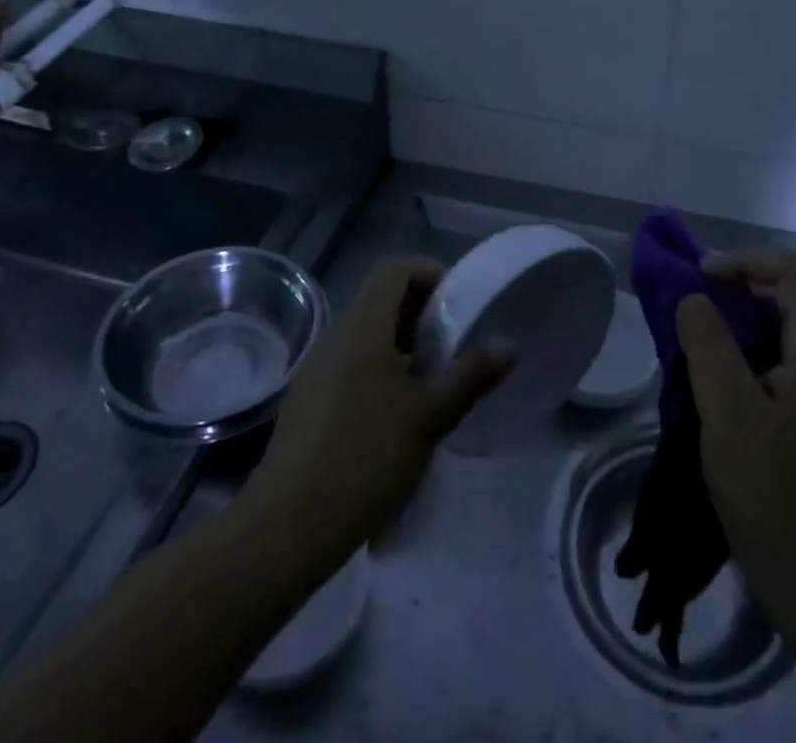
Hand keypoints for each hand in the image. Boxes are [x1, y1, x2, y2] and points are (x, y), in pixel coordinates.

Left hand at [252, 256, 513, 562]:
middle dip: (421, 312)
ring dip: (401, 342)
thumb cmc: (365, 457)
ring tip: (430, 380)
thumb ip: (470, 375)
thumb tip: (508, 344)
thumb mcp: (429, 416)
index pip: (396, 268)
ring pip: (365, 331)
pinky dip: (378, 366)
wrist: (287, 526)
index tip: (458, 305)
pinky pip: (349, 360)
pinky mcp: (307, 398)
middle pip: (381, 297)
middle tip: (453, 345)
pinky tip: (395, 411)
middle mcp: (336, 334)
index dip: (430, 273)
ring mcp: (317, 366)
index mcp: (363, 324)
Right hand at [676, 248, 795, 632]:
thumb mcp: (727, 414)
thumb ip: (708, 345)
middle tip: (710, 289)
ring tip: (712, 318)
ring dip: (758, 300)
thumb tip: (694, 298)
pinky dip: (762, 329)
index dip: (748, 260)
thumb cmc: (772, 494)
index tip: (702, 278)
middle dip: (755, 273)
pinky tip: (730, 356)